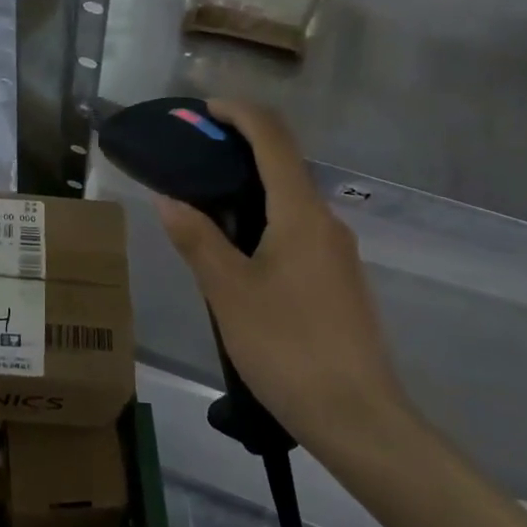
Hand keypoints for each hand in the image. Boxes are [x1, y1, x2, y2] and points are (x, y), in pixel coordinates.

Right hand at [153, 100, 411, 454]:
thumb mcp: (228, 292)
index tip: (204, 110)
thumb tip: (169, 198)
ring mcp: (337, 253)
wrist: (357, 416)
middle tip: (192, 161)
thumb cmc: (287, 347)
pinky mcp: (338, 280)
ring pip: (290, 202)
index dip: (240, 114)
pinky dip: (264, 221)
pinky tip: (238, 254)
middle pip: (284, 165)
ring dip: (249, 189)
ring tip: (204, 208)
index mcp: (301, 214)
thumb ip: (197, 239)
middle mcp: (326, 222)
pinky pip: (298, 230)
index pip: (273, 139)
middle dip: (239, 150)